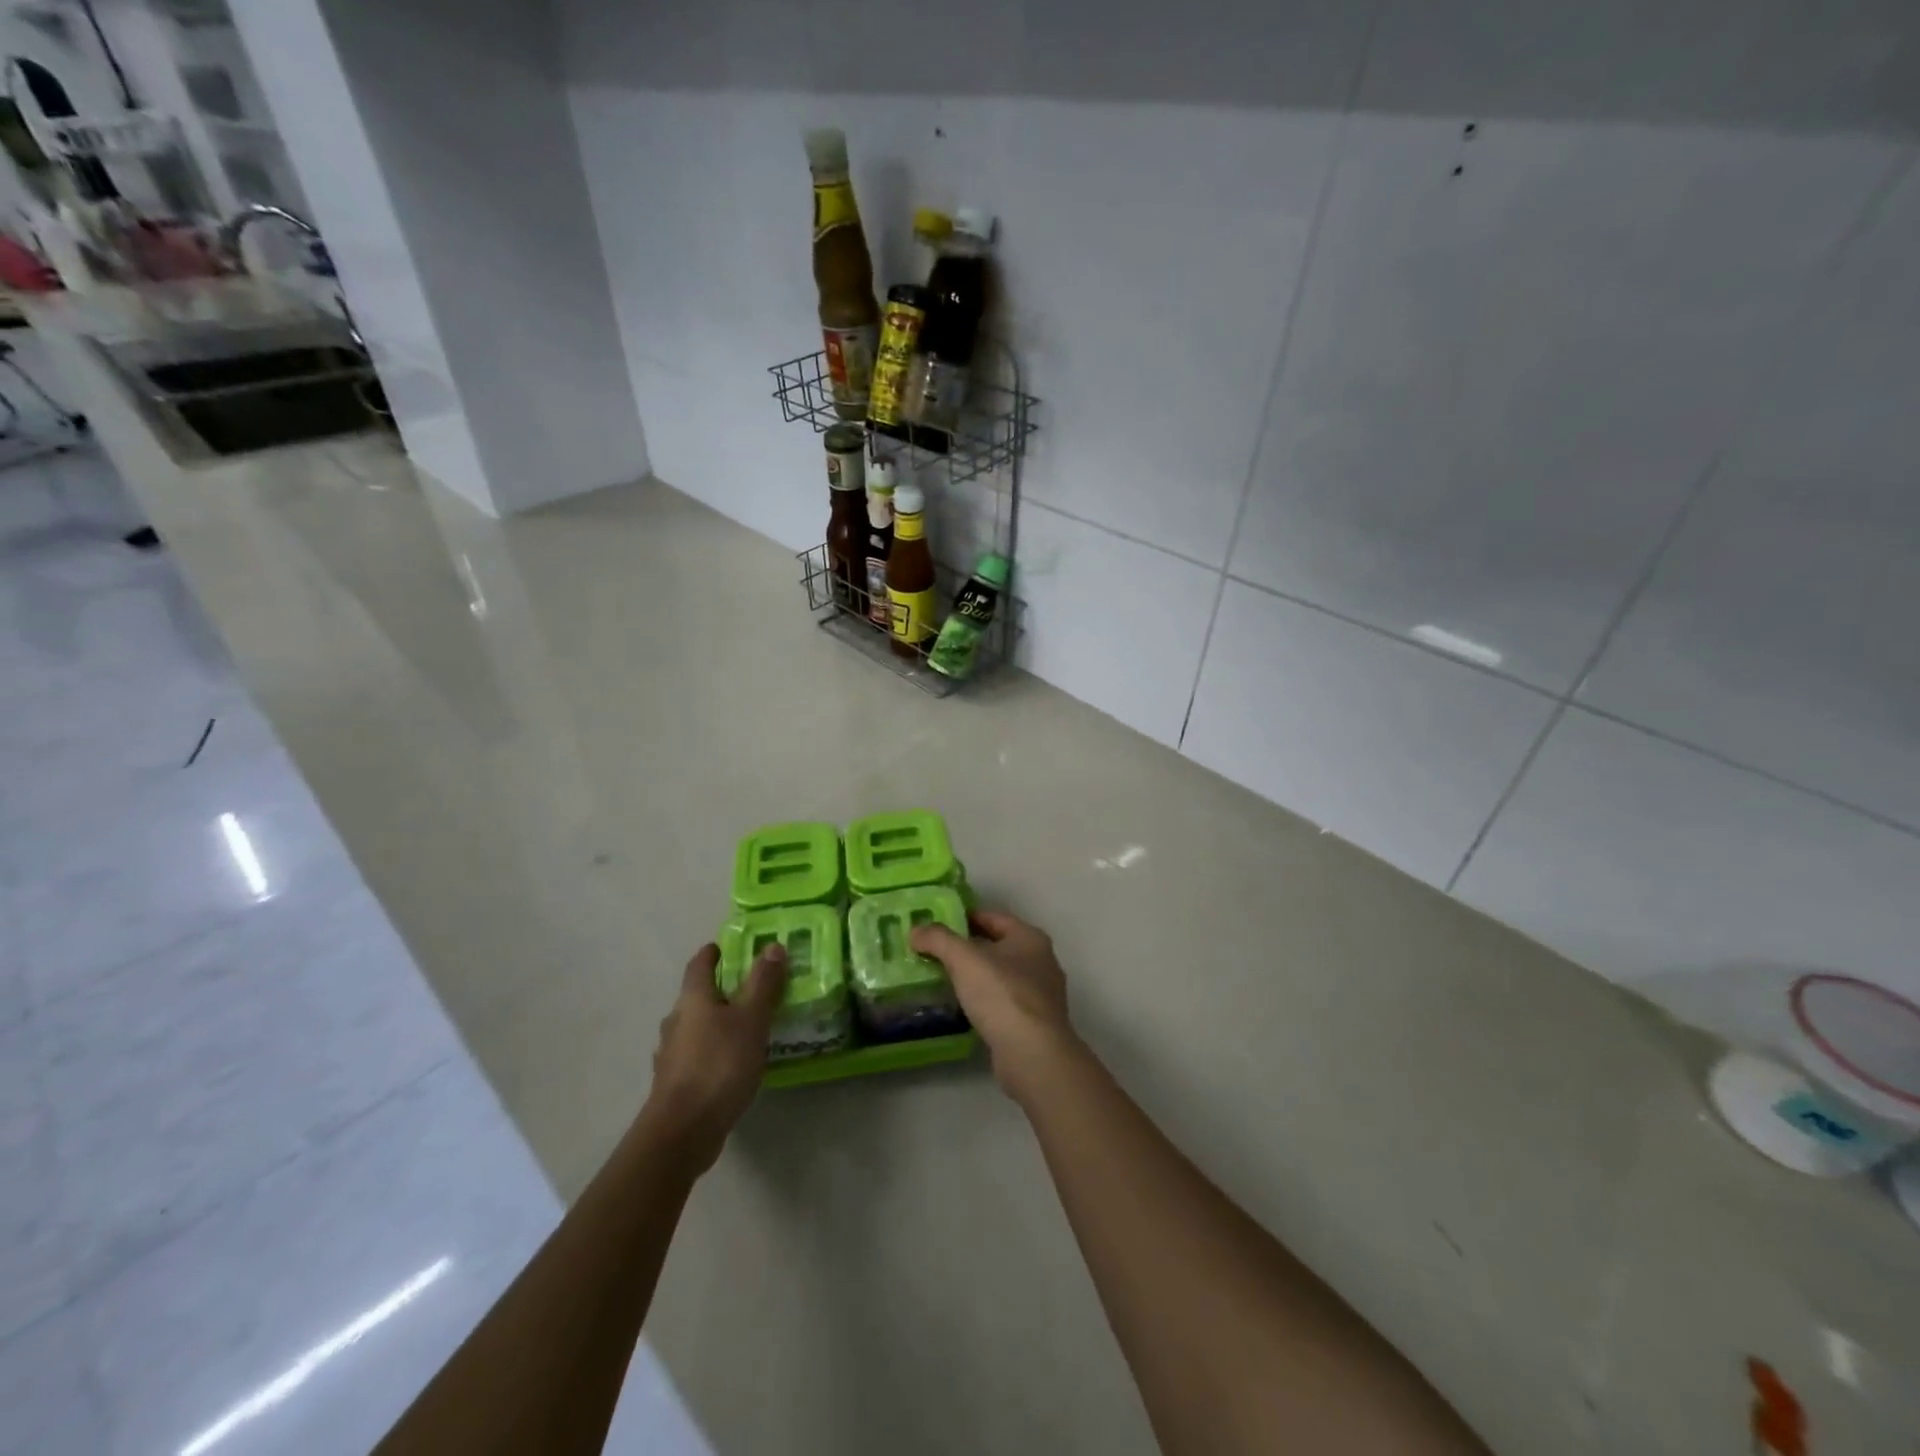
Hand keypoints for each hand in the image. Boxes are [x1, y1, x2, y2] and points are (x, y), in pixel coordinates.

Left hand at [642, 942, 788, 1172]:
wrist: (682, 1132)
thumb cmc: (718, 1065)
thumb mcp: (750, 1020)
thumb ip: (762, 983)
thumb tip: (772, 946)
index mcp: (693, 999)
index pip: (699, 965)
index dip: (712, 953)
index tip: (727, 947)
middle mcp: (676, 1021)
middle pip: (696, 996)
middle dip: (719, 989)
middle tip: (749, 987)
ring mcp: (671, 1055)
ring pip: (695, 1027)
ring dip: (716, 1022)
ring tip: (745, 1027)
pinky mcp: (674, 1084)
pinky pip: (696, 1055)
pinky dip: (712, 1051)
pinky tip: (731, 1063)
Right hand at [911, 909, 1078, 1102]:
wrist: (1032, 1055)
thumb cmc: (1002, 995)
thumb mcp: (964, 959)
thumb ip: (939, 939)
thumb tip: (916, 930)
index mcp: (1029, 937)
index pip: (992, 916)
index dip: (963, 916)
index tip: (935, 923)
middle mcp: (1040, 961)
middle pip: (996, 945)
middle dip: (966, 947)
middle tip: (932, 951)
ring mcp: (1040, 994)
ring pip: (1000, 975)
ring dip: (974, 976)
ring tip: (941, 978)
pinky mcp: (1034, 1023)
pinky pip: (1002, 1002)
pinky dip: (983, 1001)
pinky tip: (962, 1008)